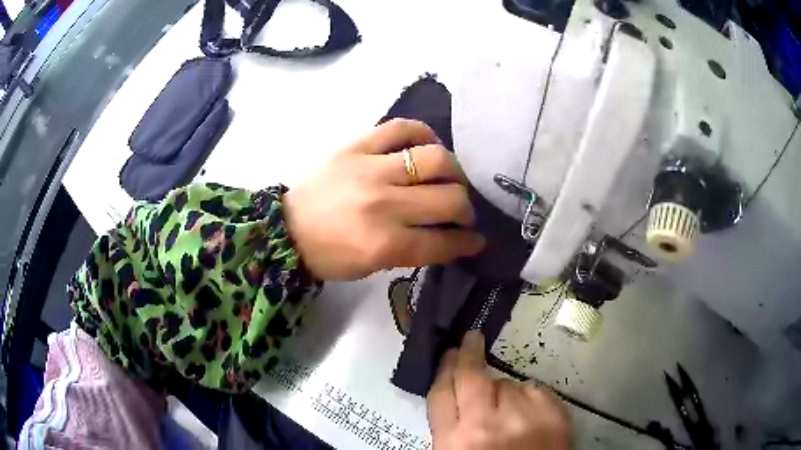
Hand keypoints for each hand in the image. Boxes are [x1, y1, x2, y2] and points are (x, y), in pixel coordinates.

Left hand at [283, 119, 485, 279]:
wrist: (287, 229)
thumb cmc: (329, 255)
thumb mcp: (373, 266)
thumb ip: (413, 250)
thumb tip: (448, 235)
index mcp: (384, 243)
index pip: (443, 241)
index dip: (467, 241)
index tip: (477, 239)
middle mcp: (383, 203)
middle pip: (449, 198)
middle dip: (466, 209)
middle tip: (462, 211)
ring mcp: (370, 169)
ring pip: (435, 158)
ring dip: (453, 171)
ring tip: (450, 178)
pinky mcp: (357, 146)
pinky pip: (400, 128)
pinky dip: (422, 132)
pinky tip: (427, 144)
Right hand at [427, 331, 569, 449]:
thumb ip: (453, 426)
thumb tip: (454, 391)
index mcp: (455, 442)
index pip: (441, 394)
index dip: (444, 370)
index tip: (449, 354)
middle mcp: (486, 425)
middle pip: (472, 377)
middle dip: (468, 354)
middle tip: (470, 340)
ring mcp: (524, 416)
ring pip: (507, 384)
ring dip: (504, 393)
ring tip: (510, 416)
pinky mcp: (554, 412)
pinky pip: (534, 389)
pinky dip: (530, 399)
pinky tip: (530, 418)